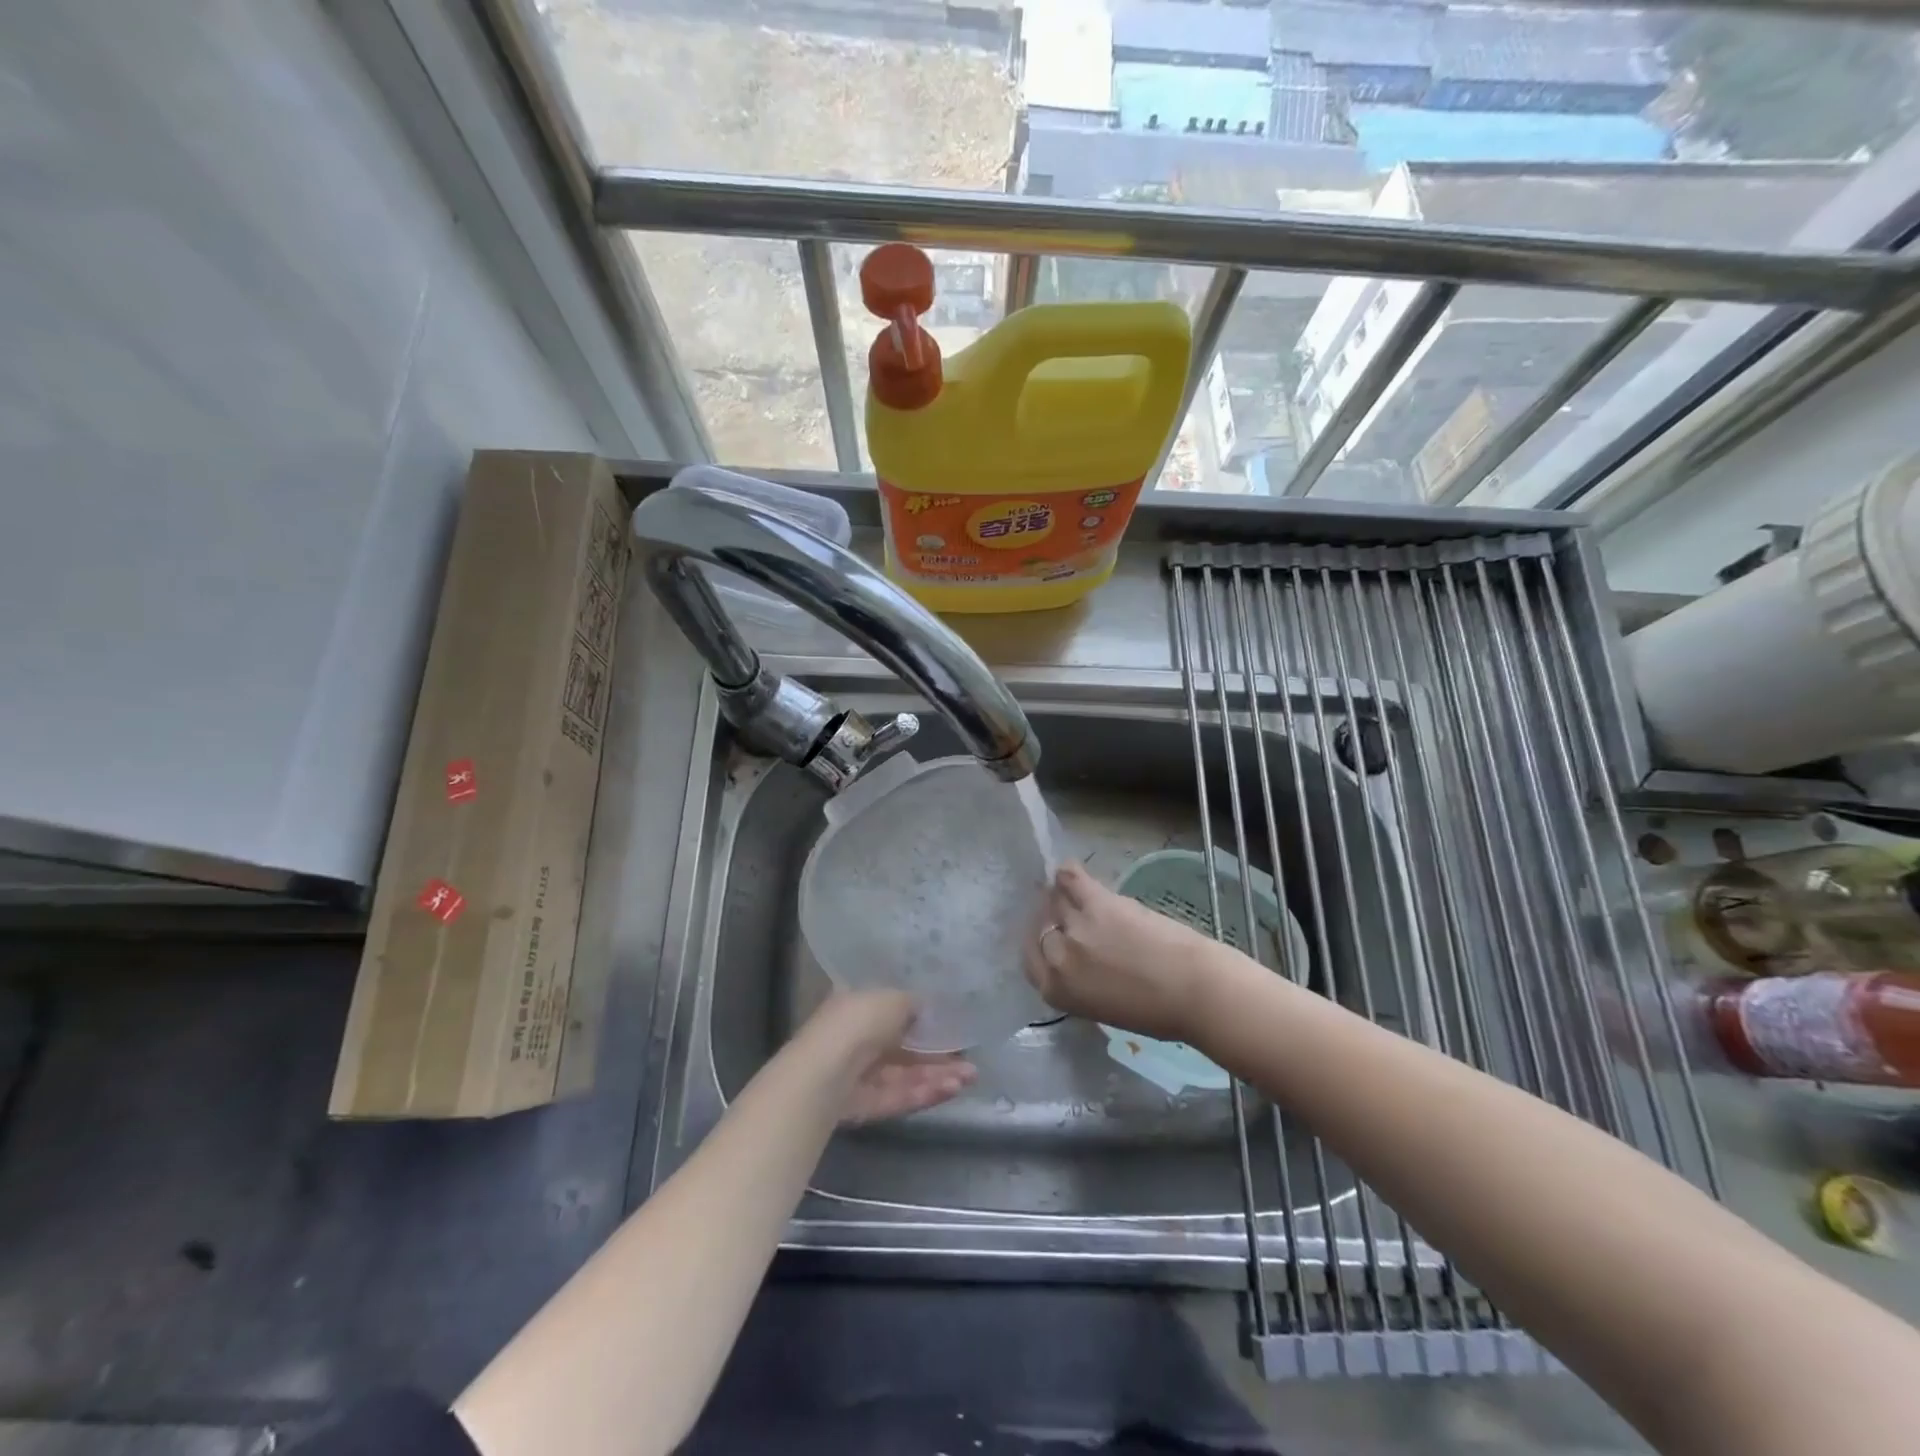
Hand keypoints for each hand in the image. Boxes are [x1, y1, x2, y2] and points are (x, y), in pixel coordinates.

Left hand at [799, 991, 975, 1124]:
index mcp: (857, 1005)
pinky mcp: (867, 1106)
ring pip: (906, 1075)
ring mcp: (862, 1075)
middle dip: (938, 1053)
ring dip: (939, 1075)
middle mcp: (858, 1039)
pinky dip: (926, 1092)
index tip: (951, 1020)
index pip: (892, 1009)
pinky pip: (900, 1096)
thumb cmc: (857, 1023)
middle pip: (904, 1047)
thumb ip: (912, 1003)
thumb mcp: (892, 998)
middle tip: (970, 1056)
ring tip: (971, 1076)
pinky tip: (954, 1089)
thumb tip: (926, 1008)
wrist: (825, 1074)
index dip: (922, 1015)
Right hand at [1023, 861, 1221, 1041]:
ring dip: (1061, 897)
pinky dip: (1068, 872)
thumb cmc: (1158, 1012)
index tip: (1050, 934)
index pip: (1032, 958)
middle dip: (1050, 919)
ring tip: (1072, 894)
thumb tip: (1079, 959)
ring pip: (1055, 900)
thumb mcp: (1103, 1007)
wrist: (1195, 991)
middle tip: (1064, 915)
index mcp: (1056, 990)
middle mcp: (1058, 957)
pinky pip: (1071, 878)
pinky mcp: (1097, 902)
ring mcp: (1075, 927)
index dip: (1041, 943)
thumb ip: (1081, 982)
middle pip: (1041, 926)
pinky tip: (1069, 870)